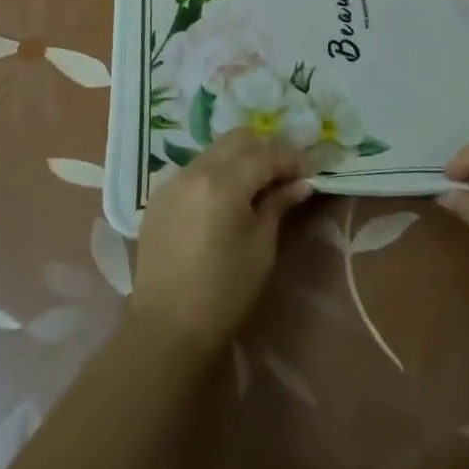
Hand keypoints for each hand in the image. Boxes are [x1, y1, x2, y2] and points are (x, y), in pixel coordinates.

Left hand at [127, 131, 313, 363]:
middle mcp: (195, 171)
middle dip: (266, 148)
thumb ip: (278, 205)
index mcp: (222, 183)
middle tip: (286, 172)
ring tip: (259, 183)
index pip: (265, 154)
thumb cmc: (224, 292)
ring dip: (241, 157)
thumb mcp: (261, 247)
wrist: (167, 328)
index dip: (291, 159)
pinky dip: (217, 171)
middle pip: (237, 140)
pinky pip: (195, 169)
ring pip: (215, 150)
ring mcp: (172, 181)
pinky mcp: (159, 196)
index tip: (309, 172)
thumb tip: (300, 184)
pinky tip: (228, 196)